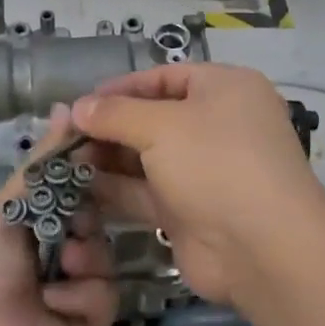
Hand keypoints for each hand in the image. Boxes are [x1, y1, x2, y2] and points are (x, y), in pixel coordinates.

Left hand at [0, 106, 119, 325]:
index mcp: (32, 220)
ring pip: (105, 253)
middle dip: (85, 216)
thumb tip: (67, 105)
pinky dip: (81, 294)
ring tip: (58, 268)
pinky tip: (54, 302)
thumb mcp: (8, 201)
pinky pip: (106, 292)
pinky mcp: (88, 322)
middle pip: (95, 218)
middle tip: (70, 222)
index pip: (73, 188)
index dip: (89, 174)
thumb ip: (45, 160)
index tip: (110, 154)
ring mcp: (73, 287)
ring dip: (83, 255)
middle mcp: (54, 251)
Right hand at [73, 64, 324, 309]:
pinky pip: (146, 192)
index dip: (122, 87)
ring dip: (107, 158)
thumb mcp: (161, 126)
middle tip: (64, 134)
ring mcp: (204, 171)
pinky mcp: (189, 210)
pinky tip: (78, 187)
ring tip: (62, 159)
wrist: (263, 249)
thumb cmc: (216, 164)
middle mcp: (217, 125)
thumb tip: (77, 107)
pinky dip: (115, 189)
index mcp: (224, 89)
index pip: (166, 77)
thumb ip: (115, 114)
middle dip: (109, 125)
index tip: (82, 101)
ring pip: (146, 157)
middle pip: (153, 117)